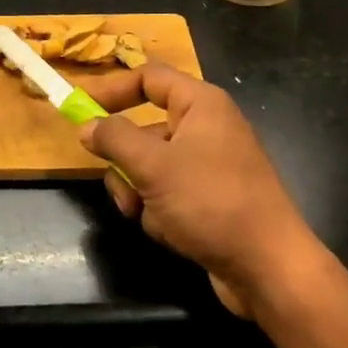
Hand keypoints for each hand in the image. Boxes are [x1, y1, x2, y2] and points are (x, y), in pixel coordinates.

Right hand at [77, 64, 322, 316]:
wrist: (269, 269)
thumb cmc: (211, 202)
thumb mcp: (154, 166)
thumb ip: (115, 139)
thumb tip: (87, 125)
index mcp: (201, 105)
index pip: (149, 78)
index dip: (112, 88)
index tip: (78, 105)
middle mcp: (206, 128)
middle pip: (145, 127)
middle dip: (126, 159)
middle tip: (114, 177)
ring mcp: (209, 166)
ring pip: (151, 166)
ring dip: (139, 190)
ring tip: (144, 212)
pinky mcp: (209, 200)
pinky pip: (167, 193)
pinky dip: (160, 211)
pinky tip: (170, 232)